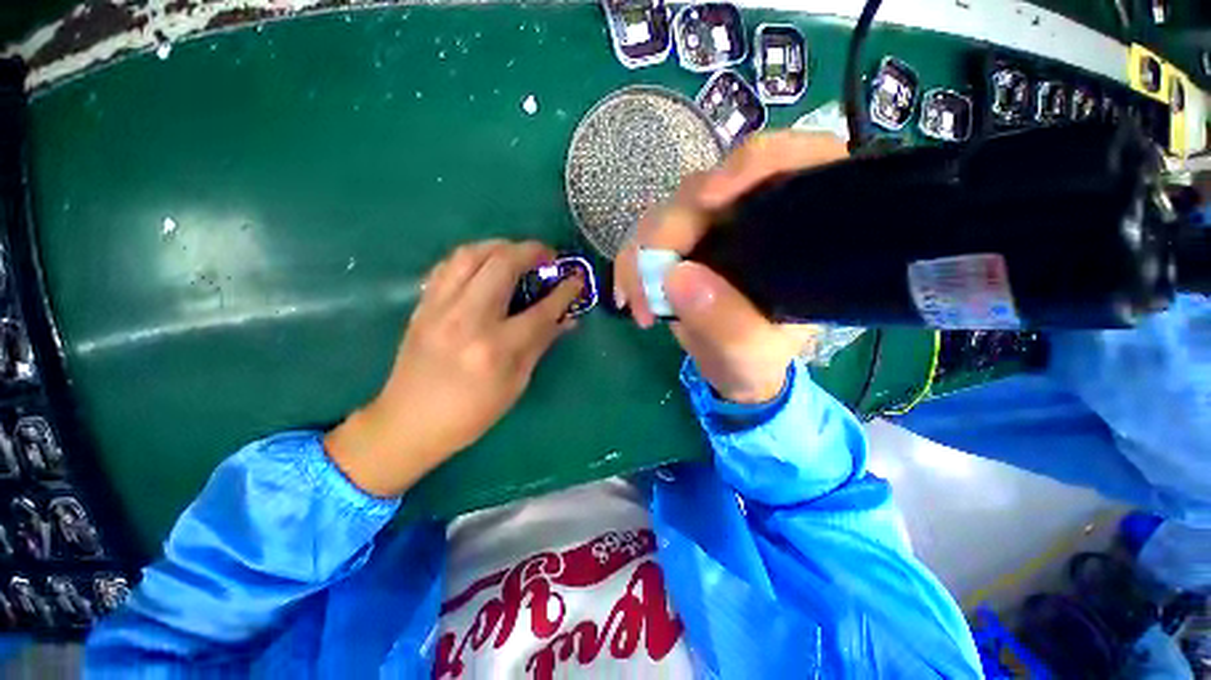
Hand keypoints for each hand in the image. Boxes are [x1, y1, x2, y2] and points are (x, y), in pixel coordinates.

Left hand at [326, 240, 582, 496]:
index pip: (541, 310)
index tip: (577, 280)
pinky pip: (448, 265)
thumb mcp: (516, 384)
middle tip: (548, 256)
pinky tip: (484, 265)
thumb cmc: (471, 413)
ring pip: (471, 254)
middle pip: (503, 265)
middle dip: (532, 251)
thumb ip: (541, 344)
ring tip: (518, 253)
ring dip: (500, 245)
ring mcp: (440, 308)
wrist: (408, 423)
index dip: (564, 291)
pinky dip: (472, 257)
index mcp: (496, 349)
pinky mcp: (422, 306)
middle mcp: (468, 320)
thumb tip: (567, 319)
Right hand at [614, 131, 847, 403]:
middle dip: (667, 235)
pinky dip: (630, 264)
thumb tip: (677, 276)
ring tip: (641, 305)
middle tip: (650, 290)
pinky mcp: (677, 244)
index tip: (710, 198)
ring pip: (665, 214)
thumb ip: (727, 324)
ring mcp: (708, 227)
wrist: (727, 367)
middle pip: (704, 190)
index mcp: (795, 230)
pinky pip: (642, 238)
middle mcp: (749, 215)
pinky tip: (629, 295)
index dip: (750, 165)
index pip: (787, 164)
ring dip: (641, 256)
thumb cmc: (754, 360)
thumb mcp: (751, 355)